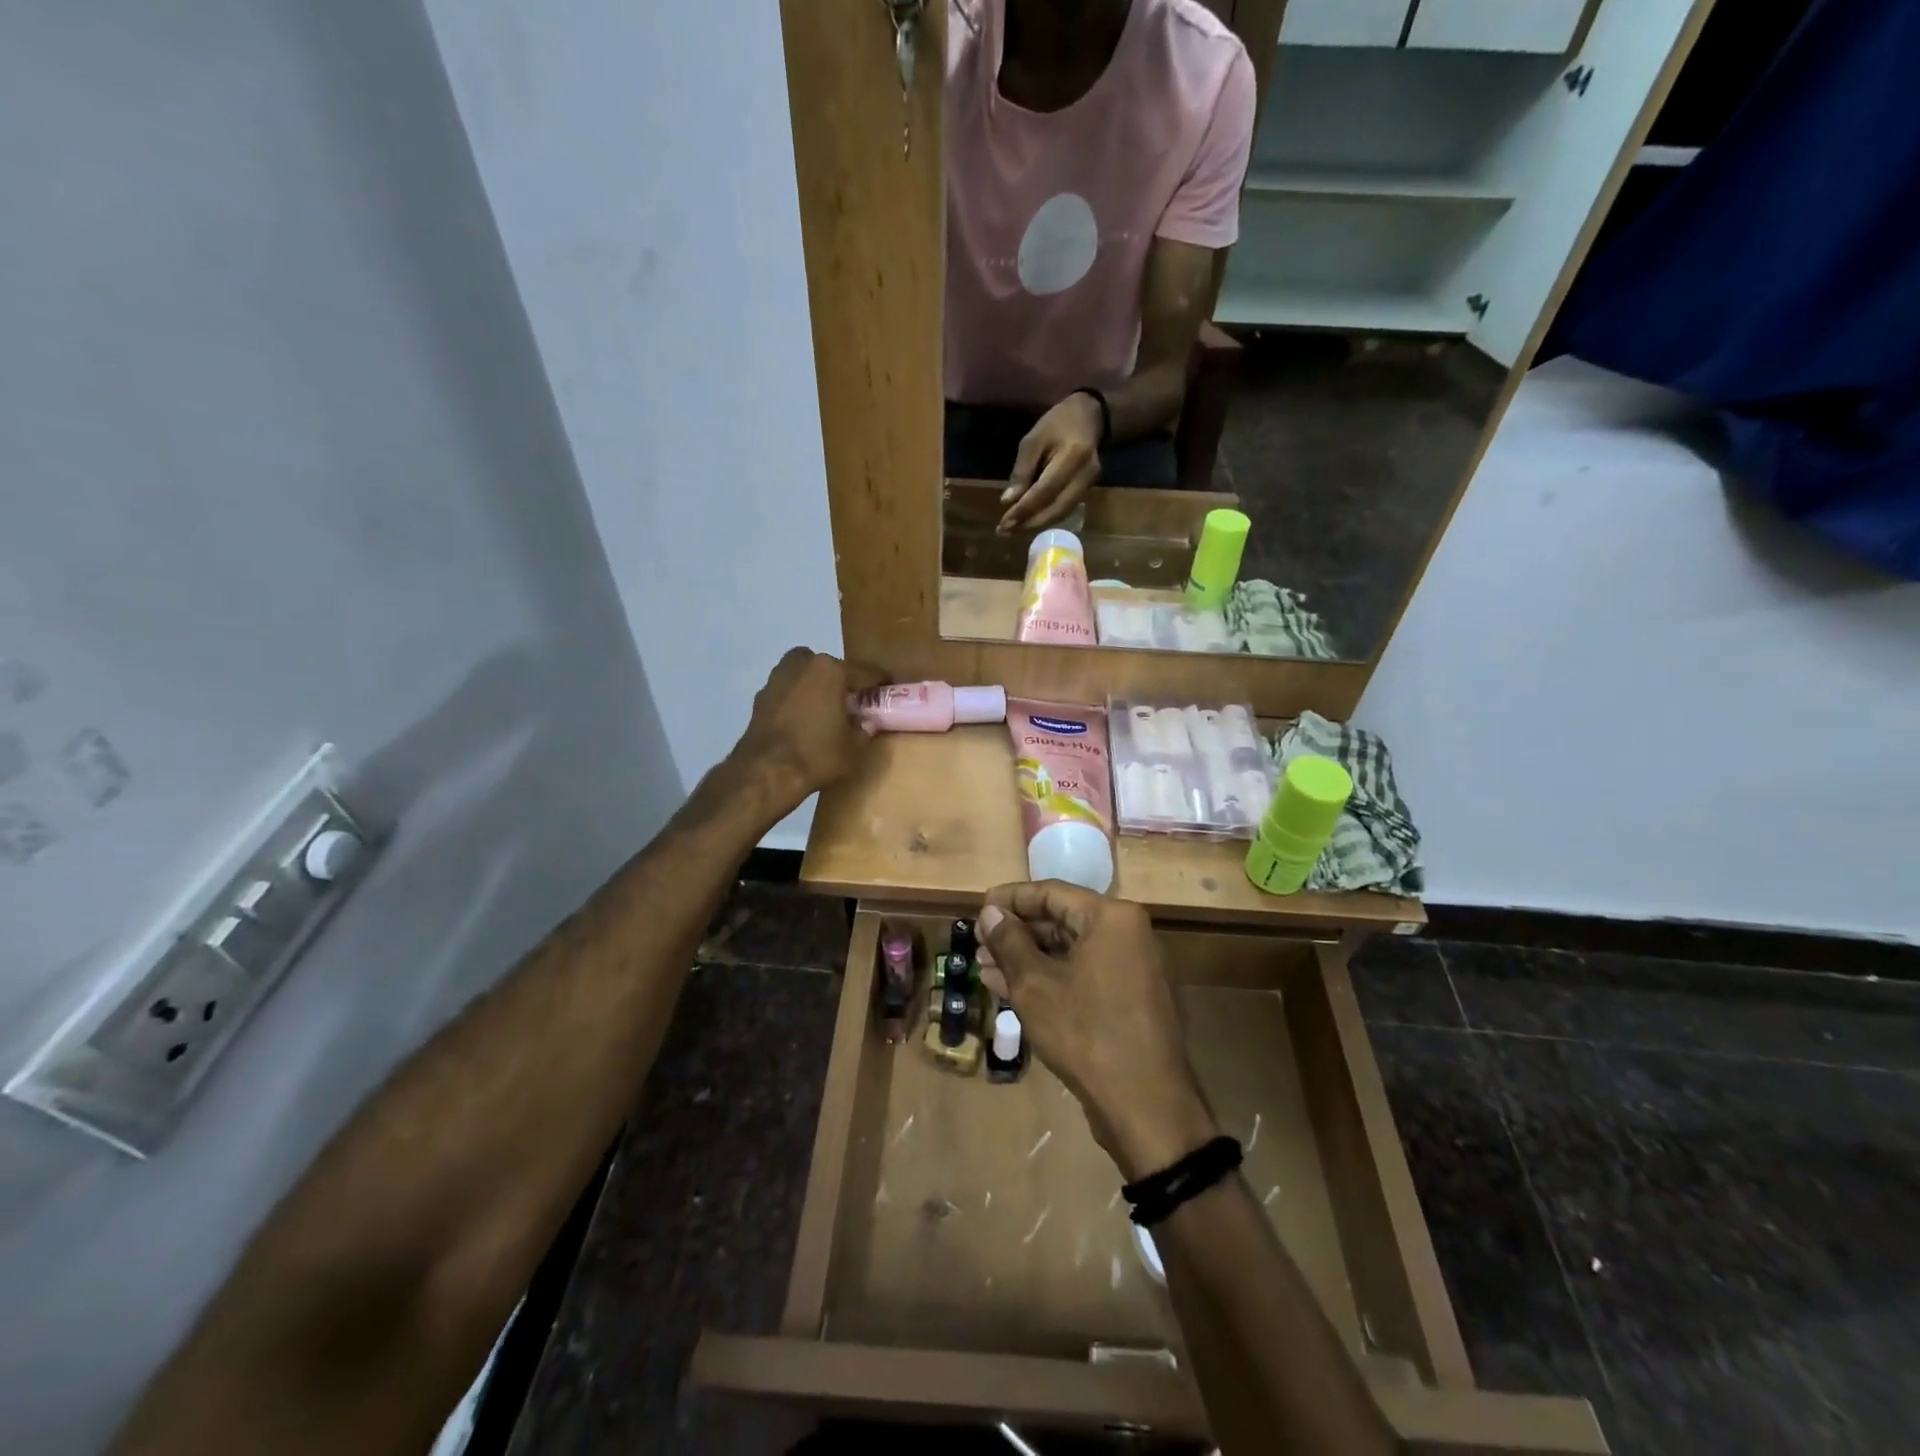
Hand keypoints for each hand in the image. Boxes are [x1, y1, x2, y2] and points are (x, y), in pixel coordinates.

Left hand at [728, 649, 884, 817]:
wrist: (765, 772)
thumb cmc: (816, 755)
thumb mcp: (852, 748)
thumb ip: (863, 730)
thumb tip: (867, 722)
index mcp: (830, 670)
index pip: (864, 671)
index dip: (879, 680)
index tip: (890, 685)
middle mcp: (802, 664)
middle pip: (830, 667)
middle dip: (841, 680)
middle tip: (852, 700)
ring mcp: (777, 678)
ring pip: (804, 675)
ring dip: (816, 686)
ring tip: (826, 709)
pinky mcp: (760, 696)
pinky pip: (788, 691)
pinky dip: (797, 700)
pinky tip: (803, 720)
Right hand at [978, 883, 1218, 1180]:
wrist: (1145, 1105)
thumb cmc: (1086, 1032)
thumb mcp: (1035, 984)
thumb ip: (1009, 942)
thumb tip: (990, 912)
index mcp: (1112, 918)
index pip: (1051, 892)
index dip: (1011, 899)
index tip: (979, 908)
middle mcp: (1128, 934)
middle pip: (1062, 920)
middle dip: (1017, 933)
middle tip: (978, 943)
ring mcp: (1133, 968)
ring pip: (1070, 951)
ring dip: (1027, 958)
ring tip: (985, 967)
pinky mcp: (1130, 999)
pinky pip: (1083, 974)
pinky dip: (1050, 978)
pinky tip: (1011, 989)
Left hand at [998, 393, 1102, 532]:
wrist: (1090, 416)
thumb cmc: (1057, 423)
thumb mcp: (1033, 440)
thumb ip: (1021, 471)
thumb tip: (1008, 501)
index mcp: (1072, 457)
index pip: (1045, 491)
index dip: (1024, 509)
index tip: (1004, 523)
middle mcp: (1085, 475)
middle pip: (1056, 508)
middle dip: (1029, 522)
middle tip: (1005, 530)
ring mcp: (1089, 484)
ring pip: (1061, 513)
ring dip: (1037, 523)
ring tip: (1014, 528)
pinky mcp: (1088, 489)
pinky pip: (1065, 509)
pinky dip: (1047, 517)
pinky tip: (1030, 519)